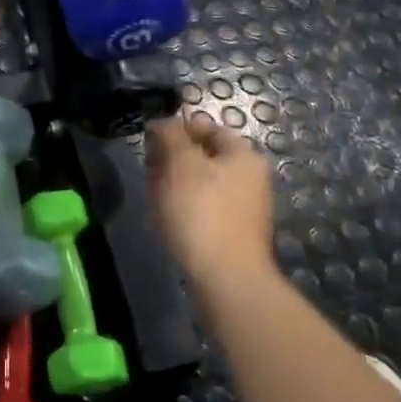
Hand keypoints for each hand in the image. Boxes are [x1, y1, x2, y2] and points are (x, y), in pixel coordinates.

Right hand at [146, 113, 276, 289]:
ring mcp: (244, 208)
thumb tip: (163, 122)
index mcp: (243, 154)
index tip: (150, 143)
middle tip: (150, 172)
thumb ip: (170, 134)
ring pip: (200, 184)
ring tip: (155, 199)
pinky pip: (203, 210)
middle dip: (172, 160)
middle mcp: (250, 178)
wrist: (226, 279)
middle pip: (203, 156)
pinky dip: (183, 209)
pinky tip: (167, 221)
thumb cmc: (201, 211)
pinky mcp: (233, 234)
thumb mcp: (179, 162)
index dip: (176, 130)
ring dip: (174, 186)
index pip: (206, 127)